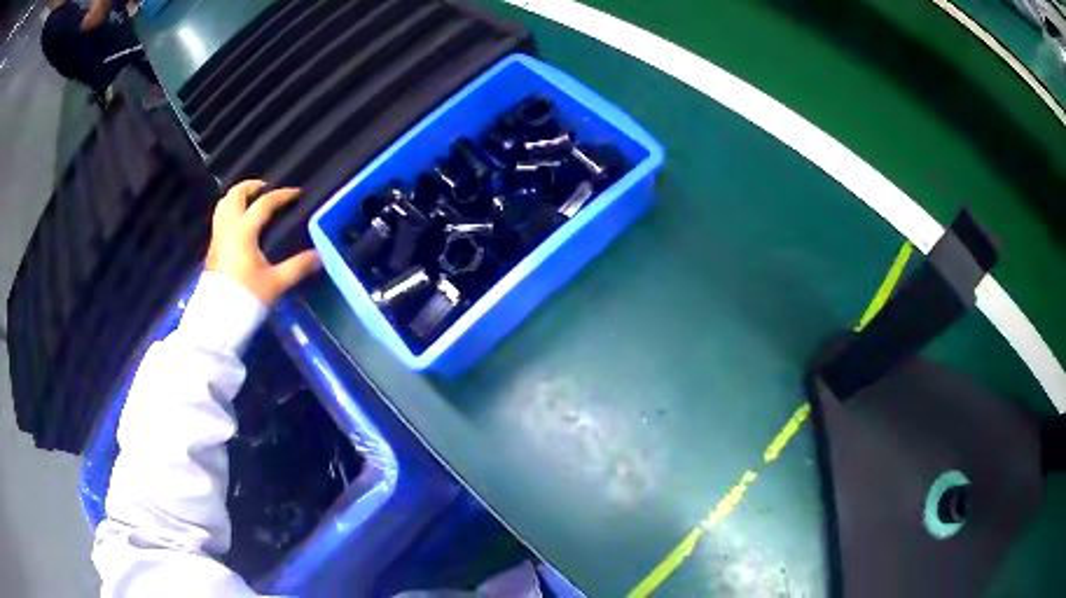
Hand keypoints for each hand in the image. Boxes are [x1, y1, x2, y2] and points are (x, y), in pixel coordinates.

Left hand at [205, 180, 319, 304]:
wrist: (218, 320)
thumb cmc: (246, 297)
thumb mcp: (276, 283)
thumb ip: (297, 267)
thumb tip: (320, 256)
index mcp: (244, 232)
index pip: (263, 204)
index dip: (281, 196)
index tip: (296, 194)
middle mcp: (228, 229)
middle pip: (235, 196)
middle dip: (250, 187)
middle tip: (265, 188)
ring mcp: (217, 238)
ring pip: (223, 206)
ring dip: (237, 197)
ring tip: (250, 200)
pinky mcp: (213, 250)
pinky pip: (220, 220)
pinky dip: (230, 212)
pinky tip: (240, 223)